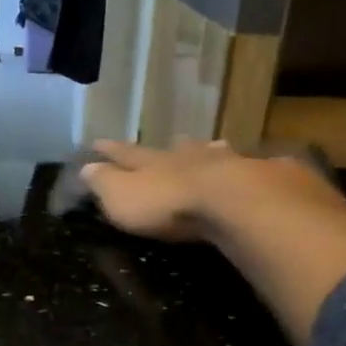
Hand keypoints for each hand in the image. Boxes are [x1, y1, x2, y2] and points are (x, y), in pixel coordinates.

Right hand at [79, 138, 256, 240]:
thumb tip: (85, 167)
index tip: (97, 142)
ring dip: (209, 151)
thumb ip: (104, 183)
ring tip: (213, 146)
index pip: (126, 153)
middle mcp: (188, 158)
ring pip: (214, 153)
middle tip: (171, 141)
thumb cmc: (168, 204)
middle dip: (169, 147)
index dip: (111, 150)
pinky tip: (260, 166)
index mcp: (152, 163)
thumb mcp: (122, 197)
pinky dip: (249, 167)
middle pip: (175, 149)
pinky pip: (251, 169)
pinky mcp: (260, 179)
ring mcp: (226, 164)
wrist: (233, 202)